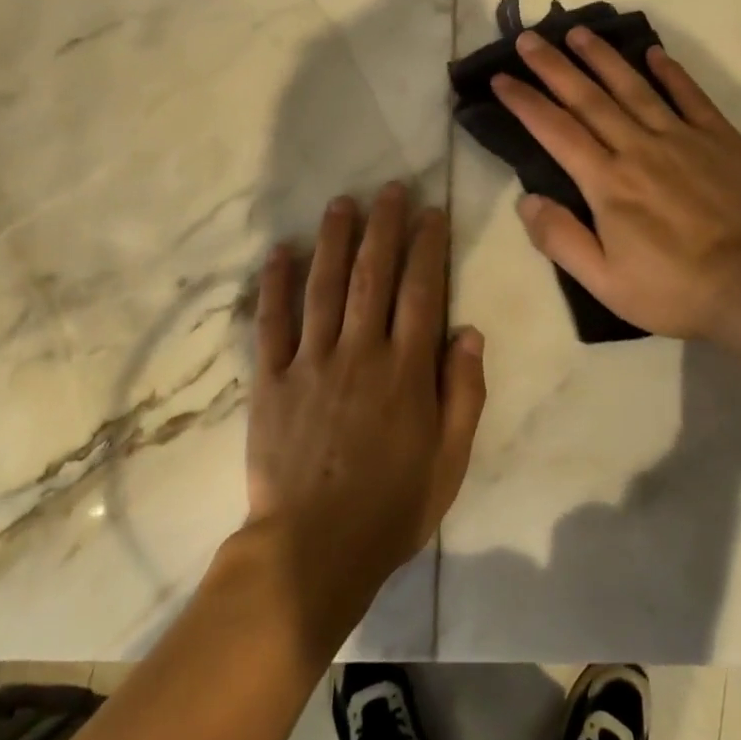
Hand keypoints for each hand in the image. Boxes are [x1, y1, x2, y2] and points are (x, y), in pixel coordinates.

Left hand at [245, 184, 487, 645]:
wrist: (312, 550)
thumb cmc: (392, 507)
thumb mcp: (451, 460)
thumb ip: (464, 392)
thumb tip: (469, 331)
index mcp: (406, 371)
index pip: (422, 292)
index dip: (428, 247)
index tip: (432, 212)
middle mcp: (360, 353)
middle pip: (373, 275)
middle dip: (384, 227)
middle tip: (389, 189)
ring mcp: (311, 363)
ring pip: (324, 287)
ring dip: (333, 240)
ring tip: (341, 203)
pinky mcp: (270, 380)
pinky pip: (272, 323)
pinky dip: (275, 284)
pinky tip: (279, 251)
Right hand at [491, 28, 740, 348]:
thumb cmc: (675, 290)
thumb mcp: (605, 282)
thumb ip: (561, 239)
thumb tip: (526, 200)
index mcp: (607, 183)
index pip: (556, 131)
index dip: (525, 102)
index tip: (501, 78)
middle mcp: (639, 149)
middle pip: (588, 98)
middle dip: (554, 66)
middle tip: (528, 38)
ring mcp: (683, 139)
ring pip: (634, 87)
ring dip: (603, 57)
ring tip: (578, 32)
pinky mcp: (721, 140)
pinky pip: (690, 96)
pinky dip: (671, 72)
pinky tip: (654, 52)